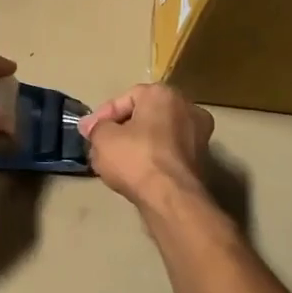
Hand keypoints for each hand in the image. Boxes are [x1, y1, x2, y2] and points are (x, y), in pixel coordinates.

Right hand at [78, 83, 213, 208]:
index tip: (89, 132)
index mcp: (164, 94)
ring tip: (115, 161)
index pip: (126, 98)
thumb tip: (92, 126)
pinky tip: (135, 173)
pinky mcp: (202, 161)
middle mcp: (187, 108)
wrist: (171, 198)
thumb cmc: (136, 158)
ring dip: (136, 145)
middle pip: (144, 115)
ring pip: (158, 135)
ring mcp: (199, 135)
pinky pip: (168, 152)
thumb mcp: (102, 138)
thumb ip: (96, 127)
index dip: (103, 116)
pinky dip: (152, 159)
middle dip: (121, 129)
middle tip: (101, 145)